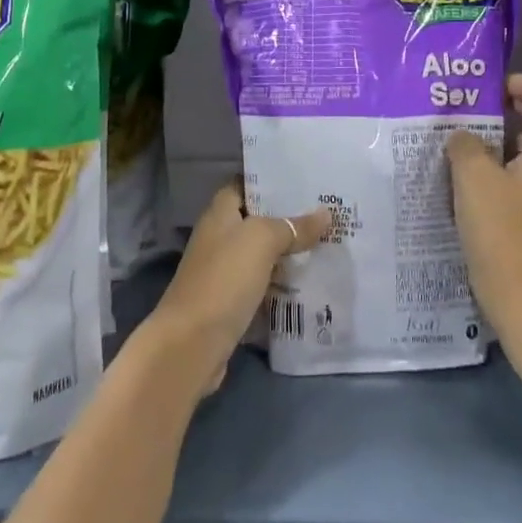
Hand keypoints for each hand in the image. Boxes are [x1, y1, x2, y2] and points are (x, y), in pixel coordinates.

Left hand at [147, 180, 331, 392]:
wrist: (192, 344)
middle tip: (328, 213)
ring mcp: (224, 273)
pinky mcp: (231, 304)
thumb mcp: (261, 241)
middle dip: (289, 218)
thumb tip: (325, 214)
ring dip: (289, 253)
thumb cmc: (224, 279)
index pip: (243, 185)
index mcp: (219, 215)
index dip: (270, 180)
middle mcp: (219, 239)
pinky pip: (263, 286)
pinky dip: (283, 285)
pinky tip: (311, 284)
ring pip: (262, 256)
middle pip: (256, 221)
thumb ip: (292, 226)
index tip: (305, 179)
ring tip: (329, 244)